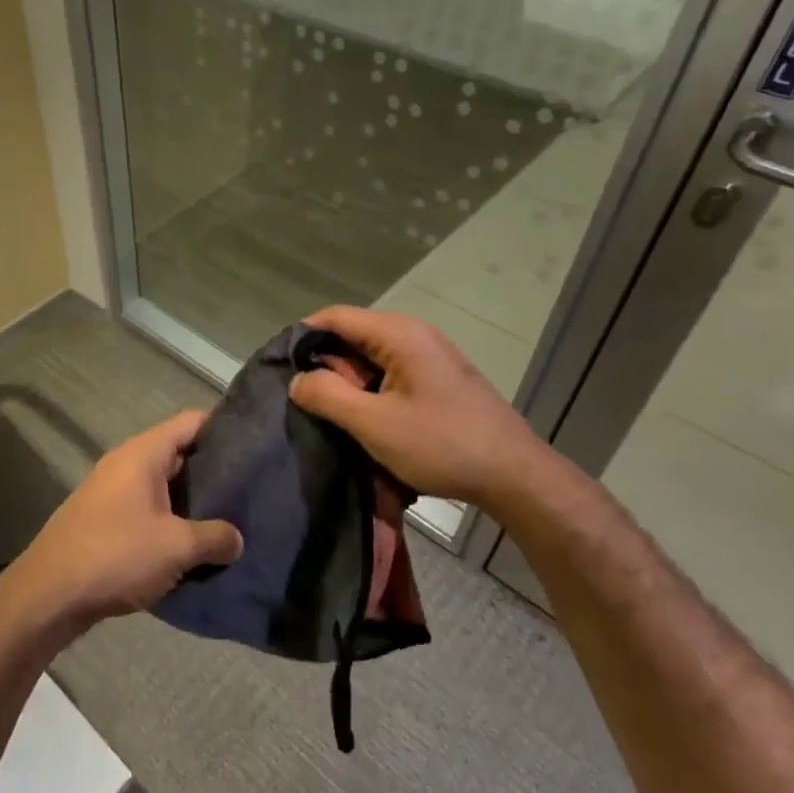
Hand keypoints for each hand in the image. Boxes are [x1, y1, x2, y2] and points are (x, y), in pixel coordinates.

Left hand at [7, 410, 242, 634]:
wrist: (49, 595)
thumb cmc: (116, 555)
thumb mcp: (176, 546)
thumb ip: (215, 537)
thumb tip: (237, 539)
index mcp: (142, 454)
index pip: (191, 422)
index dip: (224, 426)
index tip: (257, 442)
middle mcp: (125, 464)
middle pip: (179, 454)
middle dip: (214, 470)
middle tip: (253, 486)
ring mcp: (112, 493)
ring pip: (164, 487)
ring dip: (193, 502)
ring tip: (232, 518)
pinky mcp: (105, 522)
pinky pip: (148, 511)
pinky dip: (171, 522)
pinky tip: (195, 545)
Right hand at [289, 306, 549, 508]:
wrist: (513, 475)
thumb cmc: (441, 444)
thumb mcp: (374, 423)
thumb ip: (328, 395)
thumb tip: (298, 379)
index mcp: (399, 334)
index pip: (334, 317)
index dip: (302, 339)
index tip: (281, 371)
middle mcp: (414, 335)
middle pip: (352, 337)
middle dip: (325, 367)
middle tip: (306, 404)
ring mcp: (429, 358)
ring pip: (369, 360)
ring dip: (348, 386)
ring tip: (331, 418)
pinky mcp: (436, 381)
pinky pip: (389, 376)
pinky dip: (370, 394)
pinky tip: (364, 423)